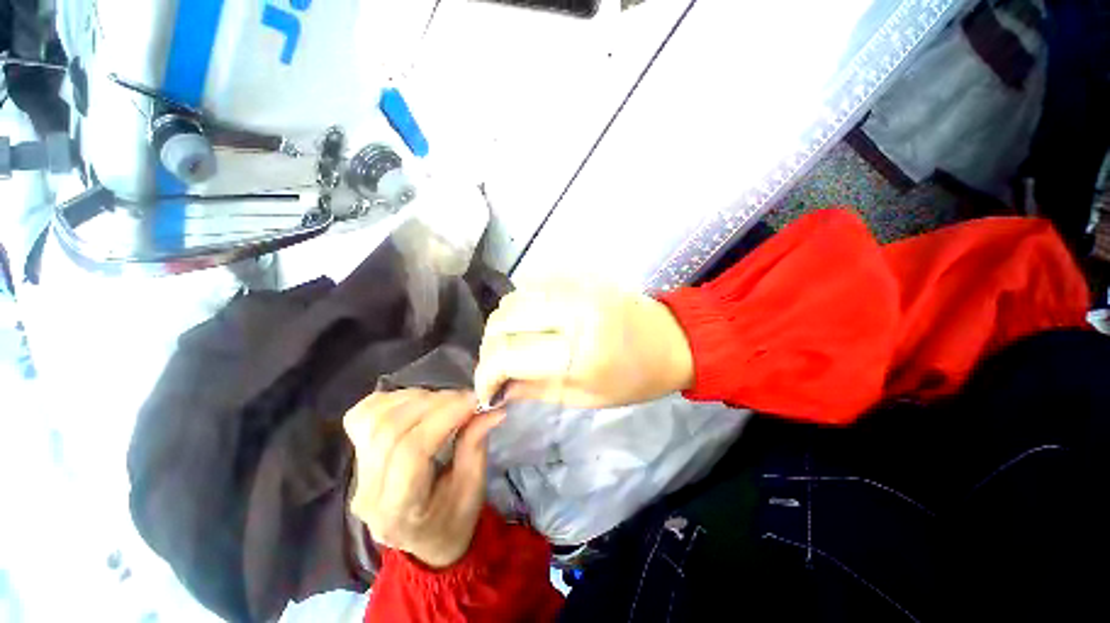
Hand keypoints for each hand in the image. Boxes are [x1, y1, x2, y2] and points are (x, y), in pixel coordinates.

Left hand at [344, 389, 503, 567]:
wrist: (426, 540)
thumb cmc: (455, 519)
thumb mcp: (474, 487)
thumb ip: (476, 443)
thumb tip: (492, 407)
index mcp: (399, 511)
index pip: (412, 451)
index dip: (445, 415)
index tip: (474, 399)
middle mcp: (368, 492)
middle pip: (391, 429)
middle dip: (434, 403)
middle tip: (466, 398)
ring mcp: (356, 473)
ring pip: (374, 417)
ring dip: (416, 398)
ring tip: (446, 401)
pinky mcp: (355, 456)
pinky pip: (365, 414)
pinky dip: (394, 399)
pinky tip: (419, 403)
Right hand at [474, 279, 693, 408]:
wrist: (673, 339)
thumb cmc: (635, 378)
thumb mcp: (586, 398)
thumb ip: (535, 391)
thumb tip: (496, 389)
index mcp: (580, 349)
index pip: (509, 354)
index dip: (486, 374)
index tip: (485, 389)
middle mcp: (573, 309)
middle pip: (504, 319)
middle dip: (490, 346)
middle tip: (498, 367)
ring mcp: (576, 285)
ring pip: (513, 298)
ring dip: (503, 325)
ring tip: (513, 345)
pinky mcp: (579, 275)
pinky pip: (532, 285)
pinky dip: (521, 306)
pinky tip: (530, 324)